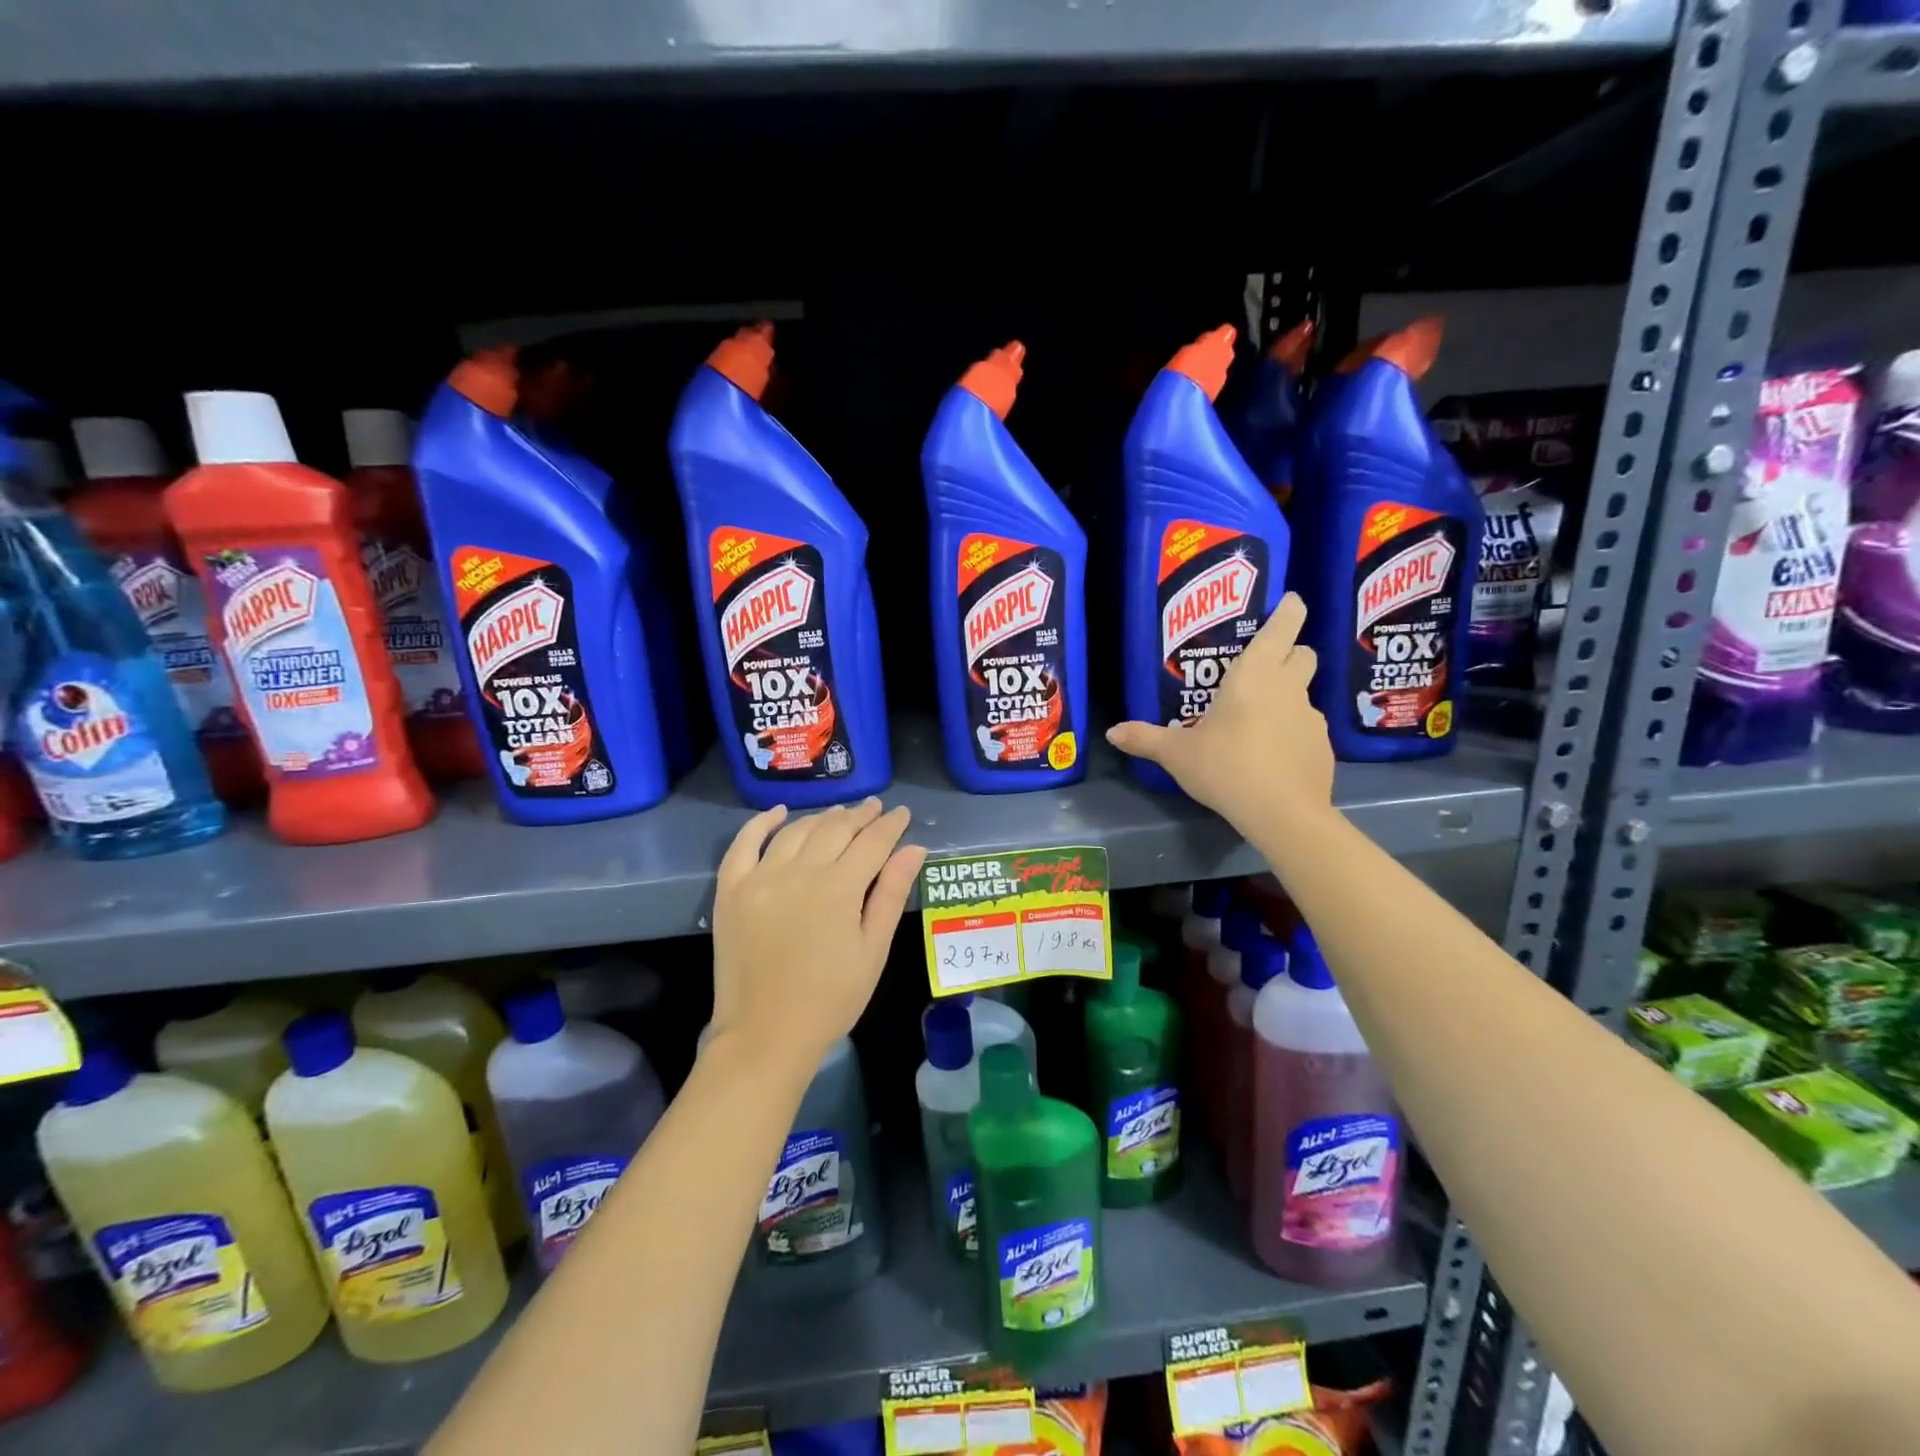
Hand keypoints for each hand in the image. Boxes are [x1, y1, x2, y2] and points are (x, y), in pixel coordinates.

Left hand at [710, 798, 925, 1069]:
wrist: (765, 1035)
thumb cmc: (831, 1000)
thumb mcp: (872, 951)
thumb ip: (891, 894)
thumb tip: (914, 848)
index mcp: (838, 889)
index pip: (871, 842)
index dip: (890, 825)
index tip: (902, 813)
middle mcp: (798, 873)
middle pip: (835, 829)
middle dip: (860, 815)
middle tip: (876, 807)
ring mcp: (760, 878)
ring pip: (796, 831)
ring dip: (822, 817)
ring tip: (841, 812)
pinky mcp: (731, 890)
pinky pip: (744, 843)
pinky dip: (762, 823)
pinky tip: (779, 812)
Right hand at [1106, 592, 1333, 831]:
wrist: (1282, 813)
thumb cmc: (1226, 767)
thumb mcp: (1177, 754)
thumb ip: (1145, 738)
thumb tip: (1112, 732)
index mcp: (1254, 674)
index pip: (1284, 626)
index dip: (1289, 609)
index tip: (1290, 602)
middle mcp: (1288, 687)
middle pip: (1303, 653)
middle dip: (1289, 653)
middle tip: (1262, 668)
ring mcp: (1311, 717)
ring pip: (1304, 693)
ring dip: (1286, 697)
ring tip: (1258, 721)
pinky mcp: (1323, 747)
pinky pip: (1306, 729)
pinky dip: (1292, 733)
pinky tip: (1271, 756)